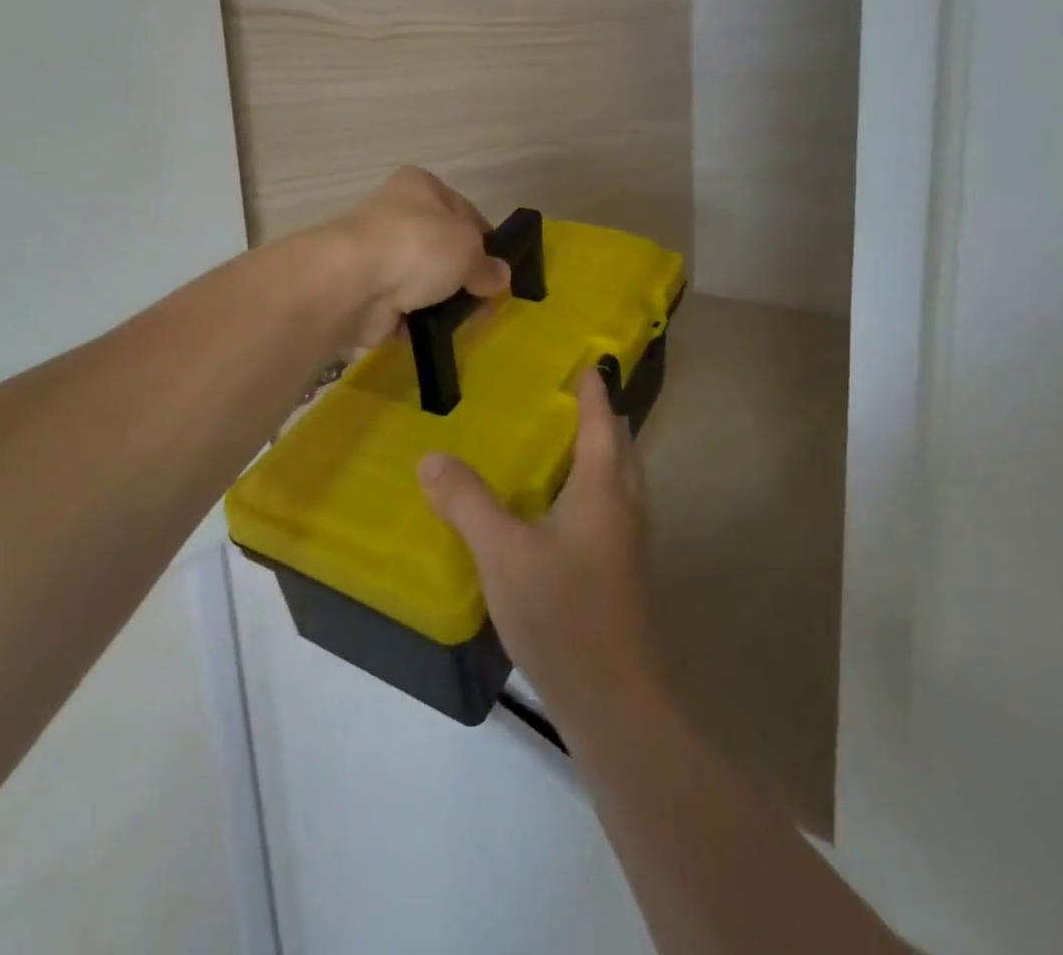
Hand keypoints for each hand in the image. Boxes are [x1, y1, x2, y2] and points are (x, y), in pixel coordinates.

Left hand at [327, 167, 510, 345]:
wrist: (353, 283)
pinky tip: (434, 331)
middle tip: (485, 302)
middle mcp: (397, 215)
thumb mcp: (469, 249)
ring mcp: (379, 256)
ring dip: (444, 302)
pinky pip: (404, 309)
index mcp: (421, 187)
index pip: (465, 212)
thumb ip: (488, 265)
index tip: (499, 270)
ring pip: (424, 282)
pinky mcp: (367, 294)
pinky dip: (418, 321)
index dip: (486, 241)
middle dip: (466, 277)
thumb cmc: (418, 245)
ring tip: (465, 323)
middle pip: (444, 249)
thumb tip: (499, 276)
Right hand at [418, 368, 665, 735]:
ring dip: (596, 455)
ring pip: (619, 481)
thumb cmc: (562, 613)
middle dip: (598, 418)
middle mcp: (625, 507)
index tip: (584, 361)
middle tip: (561, 399)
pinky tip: (554, 511)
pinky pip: (609, 511)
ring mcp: (629, 544)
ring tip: (555, 446)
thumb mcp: (502, 552)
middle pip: (619, 447)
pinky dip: (589, 490)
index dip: (592, 389)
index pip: (601, 421)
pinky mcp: (623, 574)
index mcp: (604, 488)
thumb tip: (432, 457)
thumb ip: (467, 501)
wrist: (615, 702)